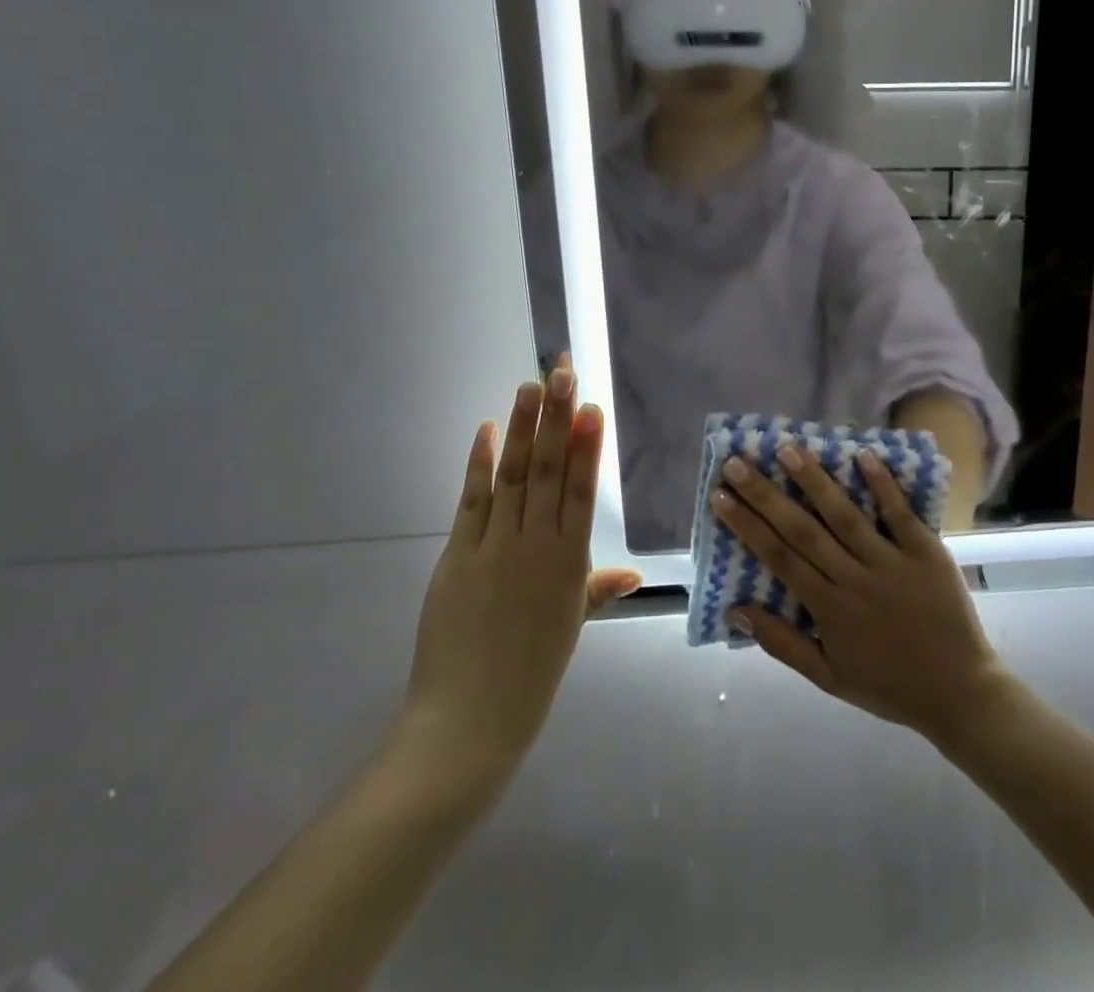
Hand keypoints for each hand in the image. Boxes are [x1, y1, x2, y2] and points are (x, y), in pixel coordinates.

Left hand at [389, 369, 640, 803]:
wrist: (470, 721)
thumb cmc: (529, 674)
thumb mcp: (571, 627)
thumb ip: (597, 589)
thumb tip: (634, 573)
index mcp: (570, 564)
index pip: (583, 492)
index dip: (588, 446)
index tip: (592, 407)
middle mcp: (537, 546)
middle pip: (551, 471)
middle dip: (558, 419)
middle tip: (562, 373)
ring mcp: (496, 548)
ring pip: (516, 476)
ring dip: (524, 428)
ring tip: (531, 386)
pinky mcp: (459, 554)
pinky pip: (473, 500)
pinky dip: (481, 462)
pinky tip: (489, 430)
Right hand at [715, 448, 1009, 744]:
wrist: (961, 693)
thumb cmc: (889, 685)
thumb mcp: (829, 678)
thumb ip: (782, 644)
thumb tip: (736, 610)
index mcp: (828, 608)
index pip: (779, 558)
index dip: (747, 526)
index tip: (721, 496)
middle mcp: (853, 579)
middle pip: (802, 530)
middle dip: (766, 494)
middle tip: (738, 463)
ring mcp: (891, 562)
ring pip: (845, 515)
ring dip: (814, 481)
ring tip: (787, 448)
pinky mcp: (926, 552)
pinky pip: (899, 514)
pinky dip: (882, 485)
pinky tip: (861, 454)